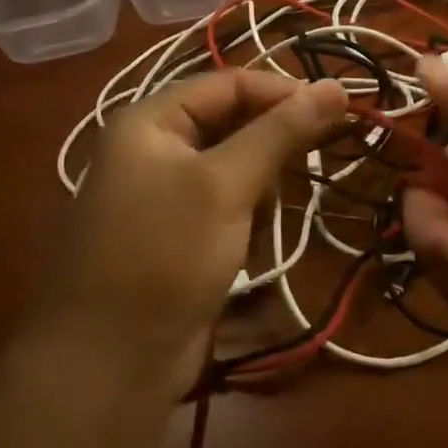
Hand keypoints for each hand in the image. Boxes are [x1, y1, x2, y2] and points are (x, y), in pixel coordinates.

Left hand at [26, 72, 347, 399]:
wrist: (108, 365)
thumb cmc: (164, 255)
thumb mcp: (226, 184)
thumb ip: (281, 132)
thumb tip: (335, 86)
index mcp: (150, 121)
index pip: (230, 83)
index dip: (285, 92)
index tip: (339, 109)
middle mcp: (153, 148)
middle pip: (231, 122)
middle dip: (273, 143)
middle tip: (320, 157)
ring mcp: (162, 193)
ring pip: (233, 166)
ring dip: (260, 187)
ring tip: (264, 218)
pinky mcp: (175, 233)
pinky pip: (223, 204)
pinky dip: (245, 216)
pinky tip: (248, 245)